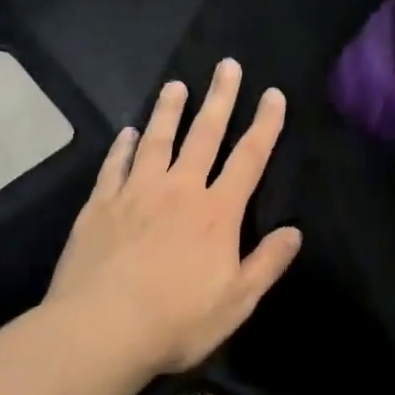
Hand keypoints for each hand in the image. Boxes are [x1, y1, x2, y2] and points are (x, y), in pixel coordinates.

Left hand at [45, 59, 302, 374]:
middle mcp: (179, 190)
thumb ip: (267, 263)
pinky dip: (123, 146)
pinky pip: (114, 165)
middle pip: (204, 135)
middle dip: (219, 98)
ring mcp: (136, 193)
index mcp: (217, 212)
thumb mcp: (237, 301)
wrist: (102, 329)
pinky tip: (126, 132)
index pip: (249, 158)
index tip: (273, 94)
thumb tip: (294, 232)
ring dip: (168, 111)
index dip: (265, 124)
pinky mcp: (100, 205)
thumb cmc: (177, 320)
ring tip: (175, 85)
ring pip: (156, 140)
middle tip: (226, 66)